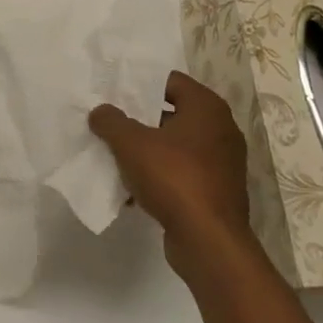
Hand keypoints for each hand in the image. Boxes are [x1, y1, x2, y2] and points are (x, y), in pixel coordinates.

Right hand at [90, 71, 254, 277]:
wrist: (209, 241)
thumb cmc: (174, 178)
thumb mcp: (132, 144)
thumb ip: (112, 122)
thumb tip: (100, 111)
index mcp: (207, 108)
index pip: (170, 81)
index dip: (141, 85)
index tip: (115, 94)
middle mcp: (220, 129)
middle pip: (172, 114)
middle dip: (140, 121)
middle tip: (110, 124)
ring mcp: (222, 163)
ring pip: (175, 147)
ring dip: (147, 152)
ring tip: (116, 157)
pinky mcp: (217, 191)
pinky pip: (182, 174)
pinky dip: (160, 177)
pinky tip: (133, 190)